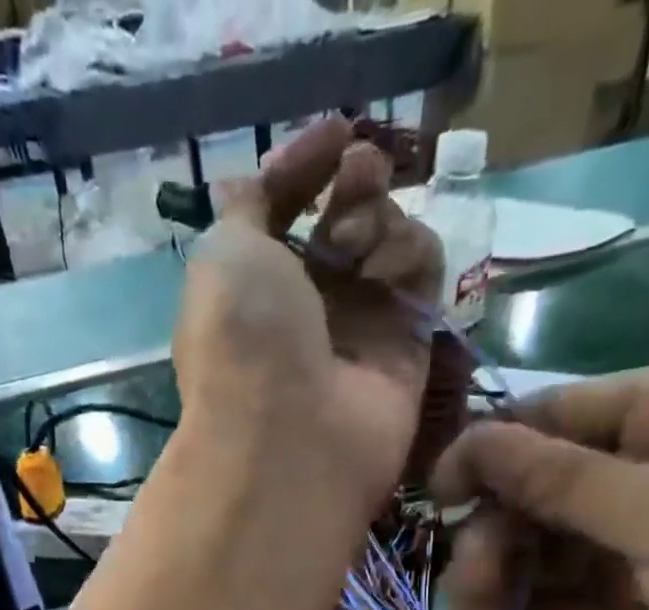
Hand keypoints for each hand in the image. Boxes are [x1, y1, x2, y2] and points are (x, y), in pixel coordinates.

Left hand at [172, 117, 443, 522]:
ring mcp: (360, 328)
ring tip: (357, 245)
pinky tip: (384, 274)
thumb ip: (252, 205)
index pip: (289, 210)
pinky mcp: (408, 346)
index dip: (309, 166)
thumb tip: (275, 177)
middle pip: (345, 218)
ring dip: (378, 219)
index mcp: (255, 289)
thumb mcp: (225, 253)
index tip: (337, 133)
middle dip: (353, 183)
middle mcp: (309, 308)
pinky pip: (423, 273)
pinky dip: (409, 255)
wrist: (291, 438)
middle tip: (355, 178)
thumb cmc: (245, 339)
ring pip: (389, 238)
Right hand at [432, 366, 648, 609]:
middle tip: (463, 583)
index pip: (565, 415)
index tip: (436, 496)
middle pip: (550, 492)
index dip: (494, 450)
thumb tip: (472, 439)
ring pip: (555, 553)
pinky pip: (573, 602)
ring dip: (505, 586)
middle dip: (499, 537)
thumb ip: (562, 481)